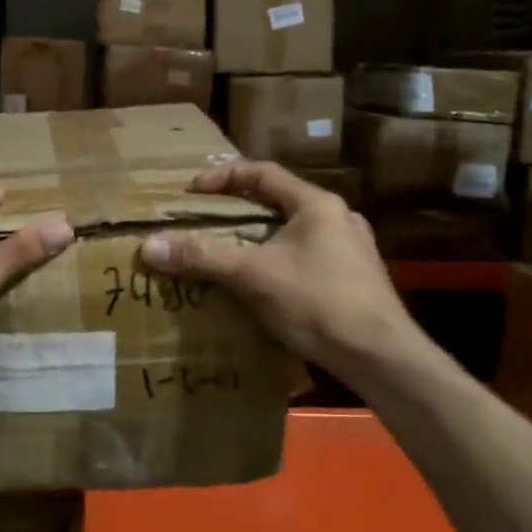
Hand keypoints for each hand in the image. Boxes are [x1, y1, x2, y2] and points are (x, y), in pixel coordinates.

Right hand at [140, 161, 427, 374]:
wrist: (382, 358)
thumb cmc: (318, 302)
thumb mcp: (252, 275)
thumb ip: (202, 257)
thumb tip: (149, 245)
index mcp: (317, 205)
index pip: (264, 173)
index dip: (224, 176)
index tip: (193, 190)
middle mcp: (339, 219)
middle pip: (279, 202)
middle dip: (240, 210)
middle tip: (207, 219)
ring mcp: (353, 251)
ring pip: (294, 233)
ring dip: (260, 238)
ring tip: (229, 252)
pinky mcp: (356, 281)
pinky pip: (307, 258)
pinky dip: (278, 262)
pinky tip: (262, 285)